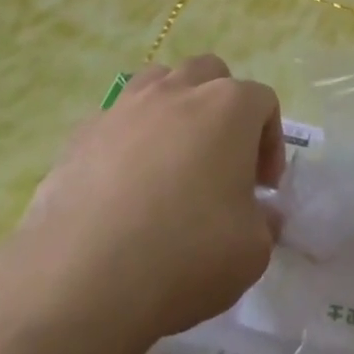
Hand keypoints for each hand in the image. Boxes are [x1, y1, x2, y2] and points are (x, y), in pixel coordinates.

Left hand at [0, 56, 286, 353]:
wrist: (82, 279)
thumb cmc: (185, 255)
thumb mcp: (252, 251)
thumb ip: (264, 221)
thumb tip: (259, 213)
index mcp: (228, 107)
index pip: (263, 101)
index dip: (271, 143)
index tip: (264, 188)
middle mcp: (177, 91)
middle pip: (210, 73)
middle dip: (224, 108)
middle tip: (223, 160)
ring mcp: (124, 106)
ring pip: (159, 82)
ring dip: (175, 109)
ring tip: (172, 159)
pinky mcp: (82, 132)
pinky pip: (116, 118)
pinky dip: (129, 138)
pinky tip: (124, 184)